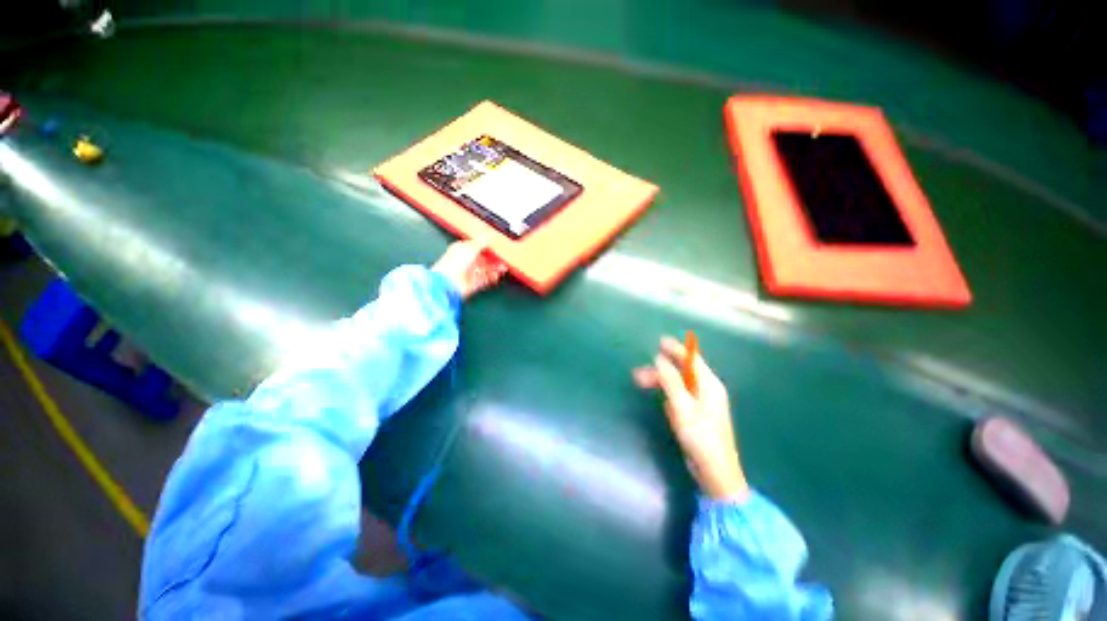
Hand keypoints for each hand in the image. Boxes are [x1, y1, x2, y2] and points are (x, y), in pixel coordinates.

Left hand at [432, 241, 507, 299]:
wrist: (450, 282)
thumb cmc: (455, 263)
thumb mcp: (471, 248)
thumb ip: (481, 242)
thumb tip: (487, 235)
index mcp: (462, 249)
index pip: (477, 246)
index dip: (487, 247)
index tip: (497, 247)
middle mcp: (466, 261)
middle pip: (483, 259)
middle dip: (493, 259)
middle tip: (503, 258)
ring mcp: (470, 272)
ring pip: (485, 269)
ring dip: (495, 268)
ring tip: (503, 267)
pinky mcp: (473, 283)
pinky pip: (485, 279)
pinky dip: (492, 277)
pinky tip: (498, 275)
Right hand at [634, 336, 748, 501]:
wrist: (715, 472)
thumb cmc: (700, 436)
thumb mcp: (682, 406)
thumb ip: (671, 380)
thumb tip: (659, 358)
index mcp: (709, 384)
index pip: (692, 360)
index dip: (676, 349)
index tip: (660, 341)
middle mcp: (707, 390)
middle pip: (682, 373)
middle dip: (660, 370)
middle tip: (638, 374)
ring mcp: (703, 404)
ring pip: (678, 385)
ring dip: (661, 383)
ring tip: (640, 384)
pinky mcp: (697, 416)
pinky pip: (680, 398)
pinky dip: (669, 396)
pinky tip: (662, 404)